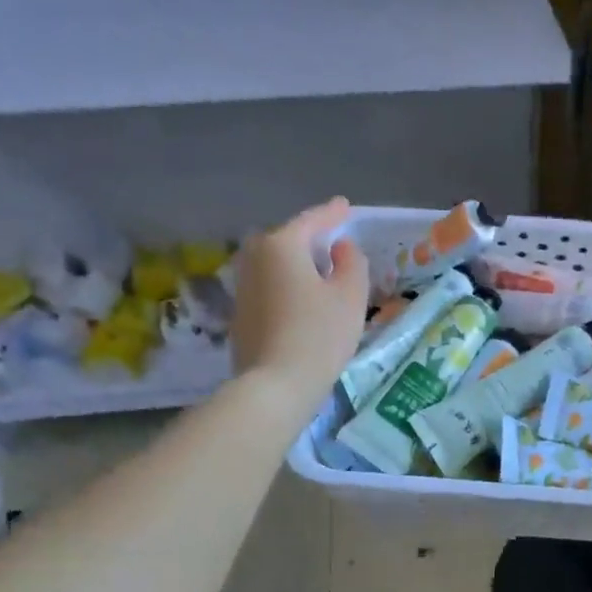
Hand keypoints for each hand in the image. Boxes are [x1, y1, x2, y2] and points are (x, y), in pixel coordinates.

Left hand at [230, 197, 369, 406]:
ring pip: (274, 265)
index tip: (345, 206)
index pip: (311, 221)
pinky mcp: (240, 315)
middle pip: (286, 240)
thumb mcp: (350, 296)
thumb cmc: (319, 335)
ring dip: (296, 265)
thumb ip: (351, 263)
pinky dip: (286, 286)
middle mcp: (254, 258)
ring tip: (319, 273)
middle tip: (331, 243)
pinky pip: (269, 288)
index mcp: (281, 245)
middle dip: (308, 239)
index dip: (332, 214)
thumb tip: (339, 248)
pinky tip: (301, 302)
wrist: (275, 385)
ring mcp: (242, 287)